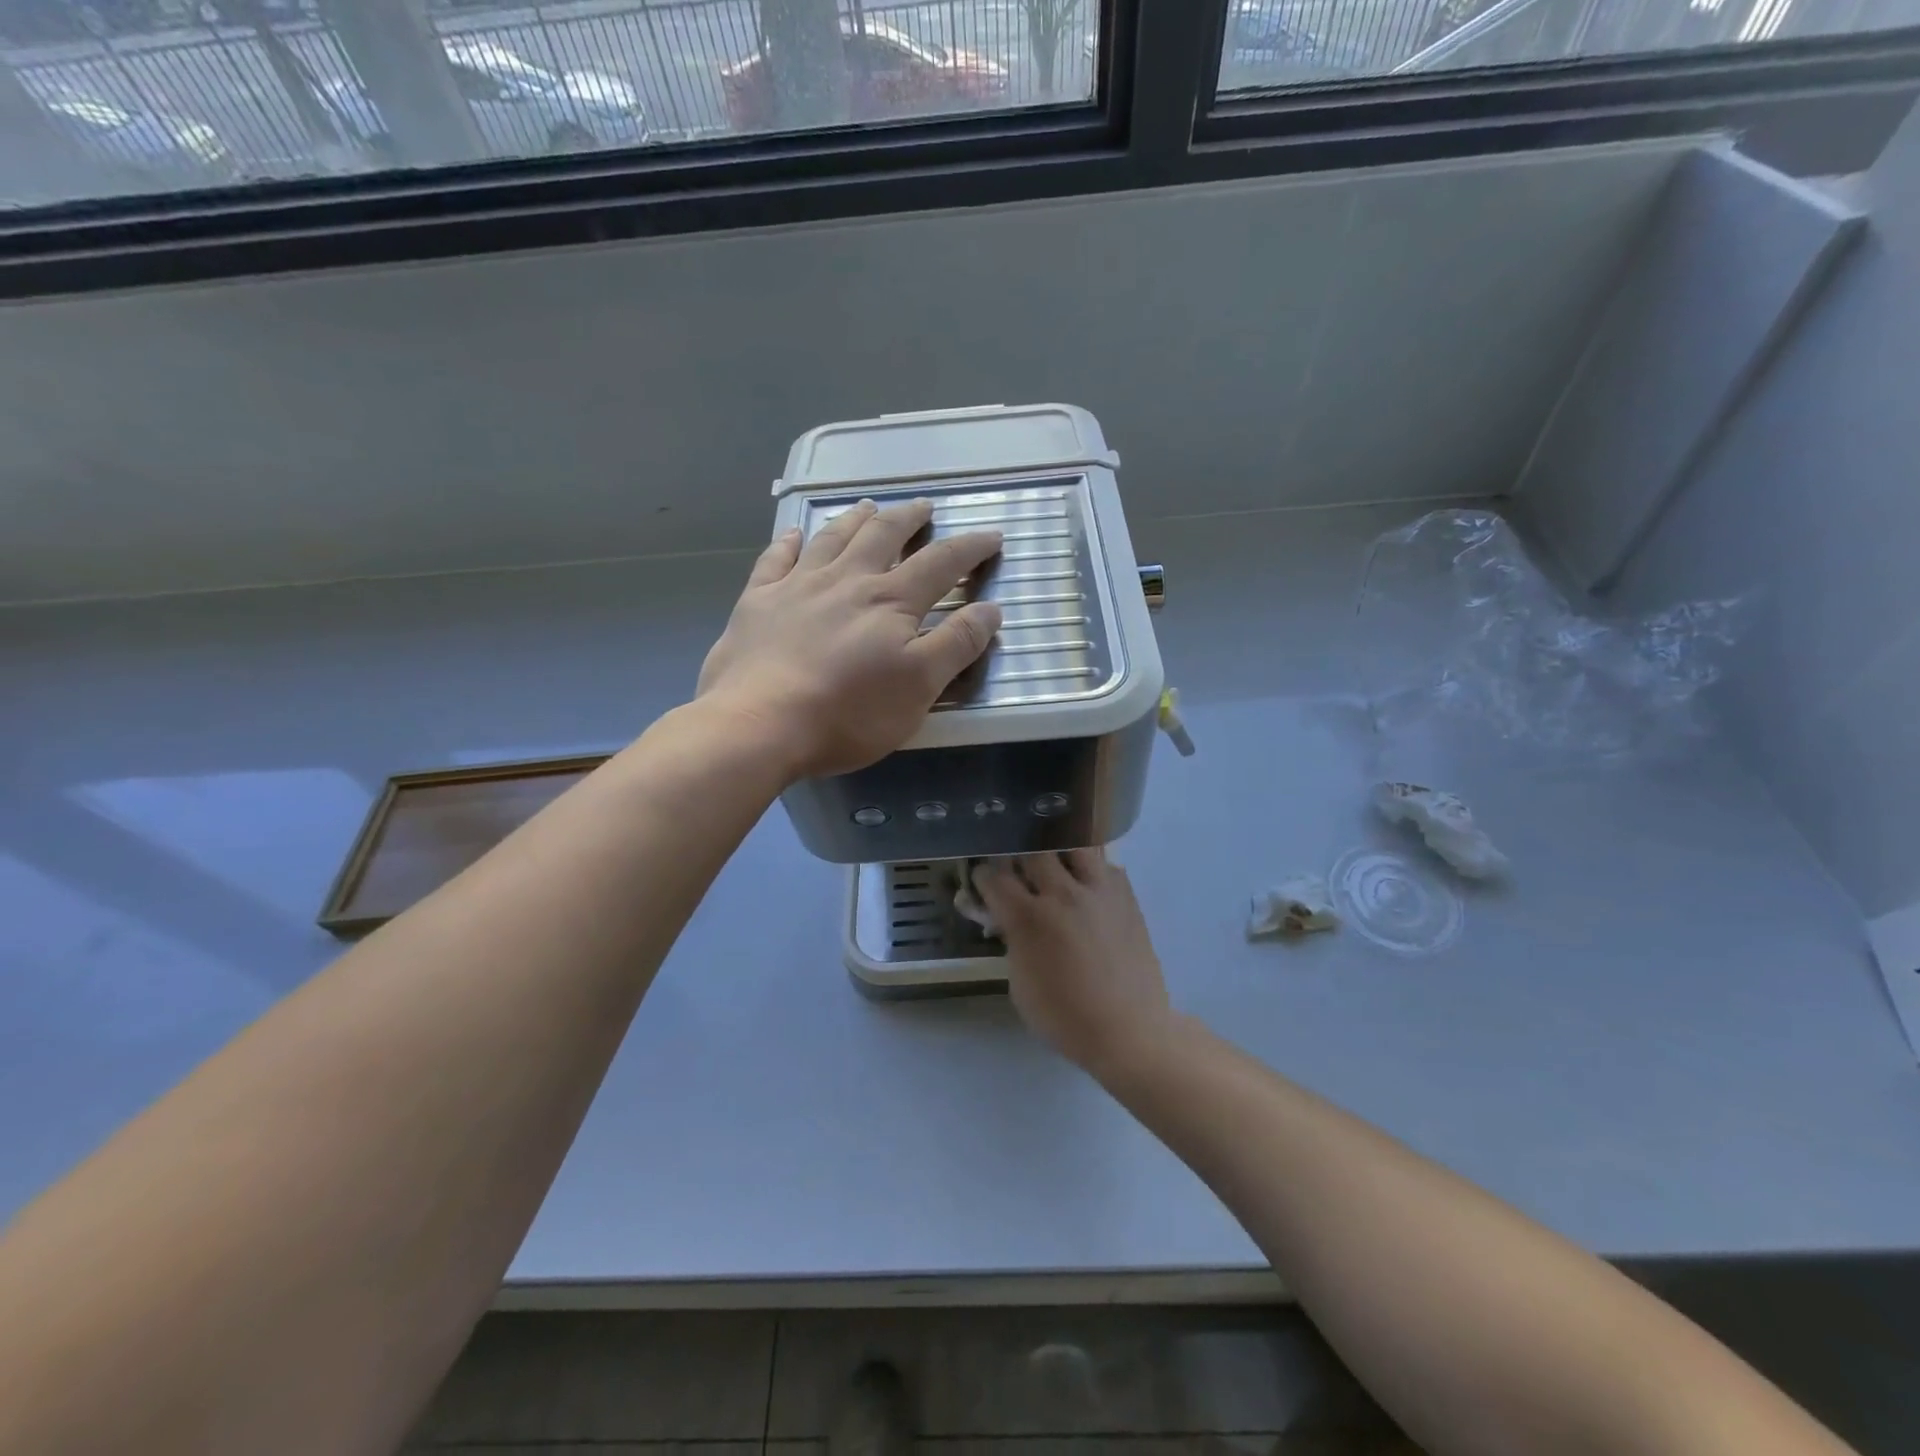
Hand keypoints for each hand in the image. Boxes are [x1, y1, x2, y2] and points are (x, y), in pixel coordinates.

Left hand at [697, 499, 1003, 779]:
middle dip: (909, 518)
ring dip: (855, 519)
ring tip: (869, 506)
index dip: (970, 548)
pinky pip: (775, 560)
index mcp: (890, 602)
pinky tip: (793, 535)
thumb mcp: (919, 686)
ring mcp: (797, 587)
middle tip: (923, 506)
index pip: (940, 564)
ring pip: (832, 538)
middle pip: (883, 536)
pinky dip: (788, 543)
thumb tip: (990, 609)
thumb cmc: (849, 713)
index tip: (991, 535)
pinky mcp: (757, 602)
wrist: (759, 725)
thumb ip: (956, 645)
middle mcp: (847, 581)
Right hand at [976, 851, 1172, 1074]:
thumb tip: (1006, 920)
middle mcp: (1062, 894)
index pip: (994, 877)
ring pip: (1073, 845)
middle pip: (1032, 851)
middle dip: (1018, 858)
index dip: (983, 877)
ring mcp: (1098, 891)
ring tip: (1056, 870)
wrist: (1128, 1030)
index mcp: (1029, 917)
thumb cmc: (1065, 1017)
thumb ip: (1011, 941)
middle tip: (1018, 873)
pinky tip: (1087, 888)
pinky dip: (1091, 870)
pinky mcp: (1125, 896)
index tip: (983, 882)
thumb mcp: (1019, 984)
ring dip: (1058, 853)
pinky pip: (1105, 865)